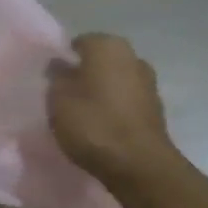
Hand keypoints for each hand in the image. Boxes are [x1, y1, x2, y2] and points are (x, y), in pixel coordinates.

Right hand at [47, 33, 174, 185]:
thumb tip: (60, 65)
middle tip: (65, 98)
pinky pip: (127, 101)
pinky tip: (103, 127)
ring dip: (101, 92)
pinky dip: (115, 109)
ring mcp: (148, 82)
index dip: (63, 61)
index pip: (78, 43)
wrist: (139, 165)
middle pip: (99, 61)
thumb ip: (57, 77)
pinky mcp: (156, 108)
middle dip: (84, 75)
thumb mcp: (58, 100)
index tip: (51, 82)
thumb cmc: (93, 125)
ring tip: (83, 115)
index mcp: (107, 45)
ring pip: (114, 81)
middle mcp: (132, 56)